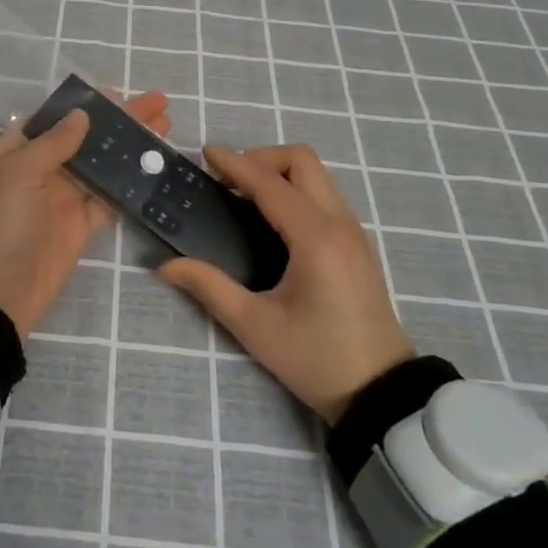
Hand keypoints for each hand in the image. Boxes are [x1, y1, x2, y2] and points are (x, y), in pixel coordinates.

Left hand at [0, 90, 170, 336]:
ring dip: (131, 147)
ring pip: (103, 164)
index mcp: (18, 151)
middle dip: (119, 120)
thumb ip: (54, 142)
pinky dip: (132, 183)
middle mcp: (42, 169)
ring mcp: (64, 197)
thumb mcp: (19, 172)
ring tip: (165, 126)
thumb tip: (81, 114)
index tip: (117, 92)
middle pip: (86, 137)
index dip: (84, 103)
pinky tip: (157, 166)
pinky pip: (111, 197)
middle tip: (157, 103)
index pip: (54, 118)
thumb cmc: (0, 222)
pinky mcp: (83, 224)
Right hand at [159, 144, 414, 422]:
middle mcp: (339, 222)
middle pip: (301, 161)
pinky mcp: (358, 243)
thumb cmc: (316, 359)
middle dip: (261, 158)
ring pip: (316, 174)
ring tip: (243, 196)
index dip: (235, 164)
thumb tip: (166, 266)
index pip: (269, 183)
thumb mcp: (255, 326)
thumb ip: (209, 287)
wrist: (381, 393)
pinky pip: (324, 194)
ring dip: (279, 171)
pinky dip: (295, 188)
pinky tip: (271, 218)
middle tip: (228, 181)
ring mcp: (353, 231)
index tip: (205, 154)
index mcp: (315, 237)